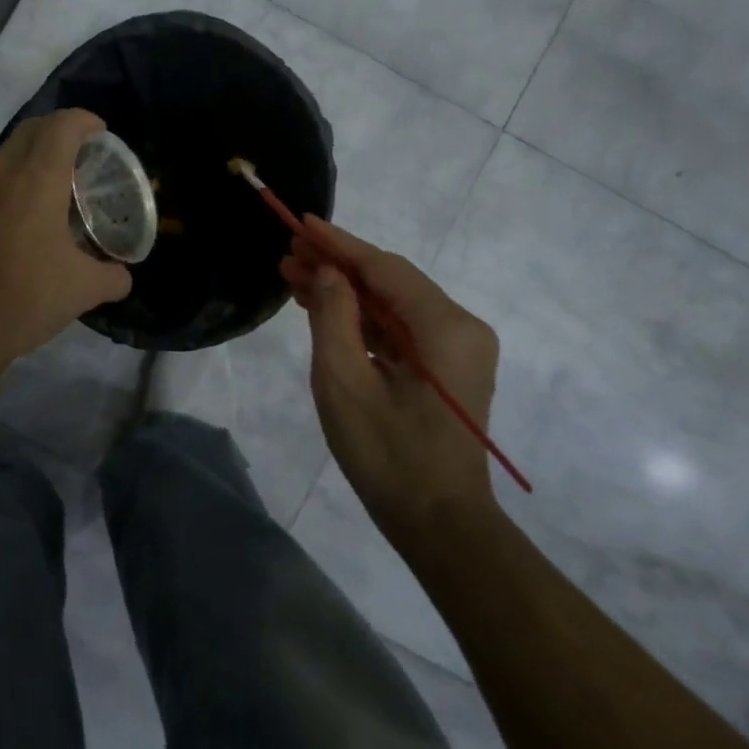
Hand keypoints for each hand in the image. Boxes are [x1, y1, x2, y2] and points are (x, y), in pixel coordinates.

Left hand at [0, 109, 132, 368]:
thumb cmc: (25, 298)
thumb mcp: (83, 290)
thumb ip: (111, 277)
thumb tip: (122, 276)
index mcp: (37, 180)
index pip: (61, 125)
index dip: (84, 120)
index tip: (101, 133)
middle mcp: (0, 175)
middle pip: (30, 130)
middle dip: (58, 131)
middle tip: (80, 156)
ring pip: (3, 156)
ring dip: (29, 159)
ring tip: (49, 191)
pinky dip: (5, 188)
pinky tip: (14, 224)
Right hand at [281, 218, 500, 543]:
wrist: (440, 525)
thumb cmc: (388, 455)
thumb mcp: (344, 382)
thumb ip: (333, 317)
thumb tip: (328, 272)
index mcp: (444, 327)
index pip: (383, 268)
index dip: (338, 243)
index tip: (301, 223)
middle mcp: (460, 327)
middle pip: (390, 281)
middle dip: (337, 266)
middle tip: (288, 255)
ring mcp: (457, 348)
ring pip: (392, 303)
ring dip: (346, 291)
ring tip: (294, 277)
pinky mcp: (448, 367)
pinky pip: (401, 328)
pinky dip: (363, 318)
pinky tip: (324, 308)